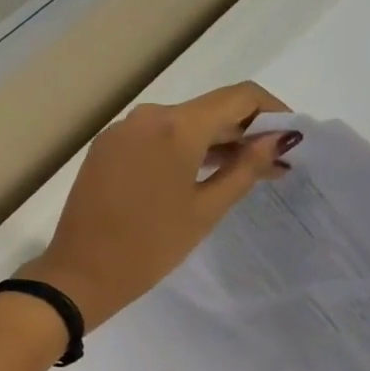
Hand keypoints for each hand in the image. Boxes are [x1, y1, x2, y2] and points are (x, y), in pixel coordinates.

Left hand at [22, 83, 295, 327]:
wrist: (80, 273)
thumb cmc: (149, 246)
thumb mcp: (205, 209)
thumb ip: (245, 168)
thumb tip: (279, 138)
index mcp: (174, 126)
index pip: (238, 97)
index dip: (272, 111)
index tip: (289, 139)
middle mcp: (146, 116)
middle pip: (208, 110)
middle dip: (243, 132)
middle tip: (273, 165)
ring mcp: (120, 131)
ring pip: (179, 124)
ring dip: (212, 143)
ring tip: (241, 174)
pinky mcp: (104, 149)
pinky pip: (152, 138)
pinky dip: (179, 150)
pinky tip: (197, 175)